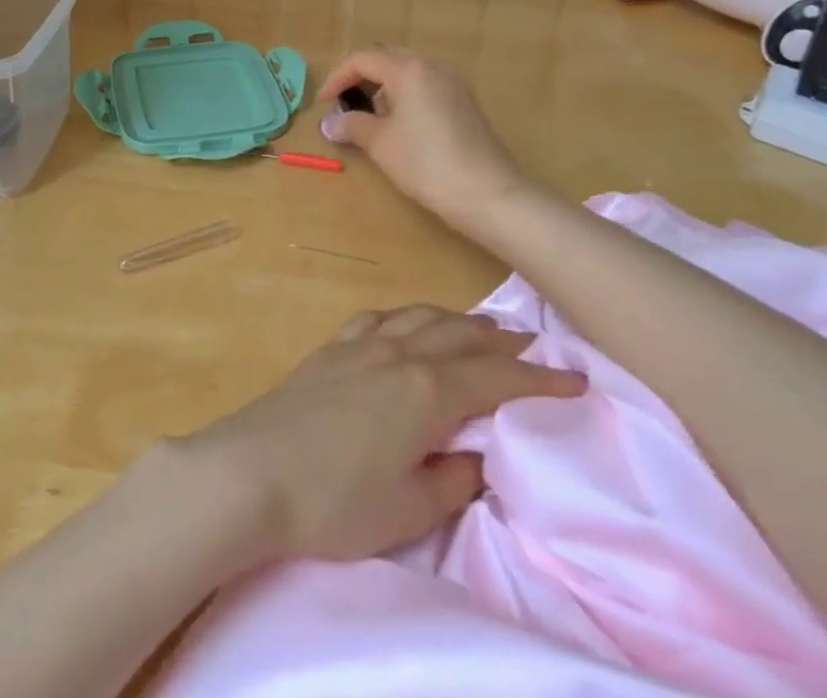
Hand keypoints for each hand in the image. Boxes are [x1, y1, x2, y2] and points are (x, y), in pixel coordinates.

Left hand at [178, 305, 584, 562]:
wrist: (250, 470)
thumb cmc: (334, 501)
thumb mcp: (407, 509)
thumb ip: (453, 480)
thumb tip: (478, 457)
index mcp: (426, 390)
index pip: (496, 377)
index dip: (539, 378)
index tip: (575, 379)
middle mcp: (399, 352)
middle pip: (461, 335)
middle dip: (502, 340)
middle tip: (534, 344)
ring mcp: (361, 344)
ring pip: (422, 317)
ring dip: (457, 321)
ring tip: (479, 329)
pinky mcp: (331, 348)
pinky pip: (381, 317)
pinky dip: (408, 317)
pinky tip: (406, 324)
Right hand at [318, 49, 529, 228]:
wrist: (487, 193)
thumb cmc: (426, 163)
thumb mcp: (380, 144)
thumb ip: (352, 126)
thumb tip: (331, 123)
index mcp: (409, 69)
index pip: (362, 60)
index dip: (337, 79)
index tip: (323, 104)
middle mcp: (433, 66)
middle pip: (387, 60)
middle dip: (362, 79)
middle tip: (345, 105)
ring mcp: (454, 82)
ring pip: (409, 72)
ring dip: (385, 88)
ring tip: (372, 119)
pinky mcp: (465, 101)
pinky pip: (427, 86)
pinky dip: (407, 96)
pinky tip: (403, 125)